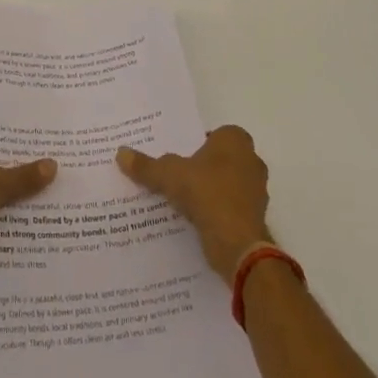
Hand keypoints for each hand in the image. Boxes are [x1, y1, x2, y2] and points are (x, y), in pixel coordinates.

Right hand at [117, 126, 270, 284]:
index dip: (195, 144)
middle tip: (176, 176)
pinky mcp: (256, 216)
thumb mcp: (168, 175)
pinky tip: (196, 220)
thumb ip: (146, 165)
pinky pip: (231, 207)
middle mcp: (251, 160)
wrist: (237, 243)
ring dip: (209, 191)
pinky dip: (217, 212)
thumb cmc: (207, 193)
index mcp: (235, 140)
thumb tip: (121, 153)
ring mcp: (257, 190)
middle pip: (220, 159)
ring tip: (182, 200)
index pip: (213, 134)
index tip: (177, 156)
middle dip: (201, 167)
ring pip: (227, 184)